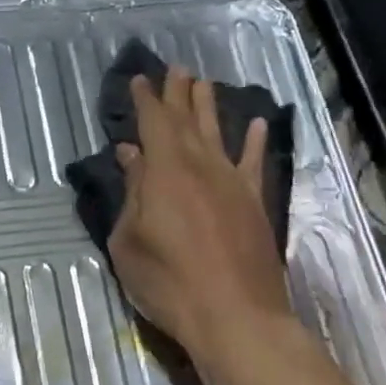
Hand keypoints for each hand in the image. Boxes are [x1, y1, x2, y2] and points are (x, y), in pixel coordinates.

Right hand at [107, 67, 292, 362]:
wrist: (235, 316)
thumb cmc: (168, 282)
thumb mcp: (129, 241)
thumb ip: (132, 194)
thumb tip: (131, 156)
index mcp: (165, 172)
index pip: (153, 122)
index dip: (146, 99)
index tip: (140, 79)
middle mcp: (201, 166)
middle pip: (187, 120)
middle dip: (179, 92)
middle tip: (176, 68)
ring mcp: (232, 183)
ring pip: (219, 133)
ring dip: (210, 107)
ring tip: (204, 82)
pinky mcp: (255, 203)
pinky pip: (255, 163)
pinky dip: (255, 142)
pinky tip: (256, 125)